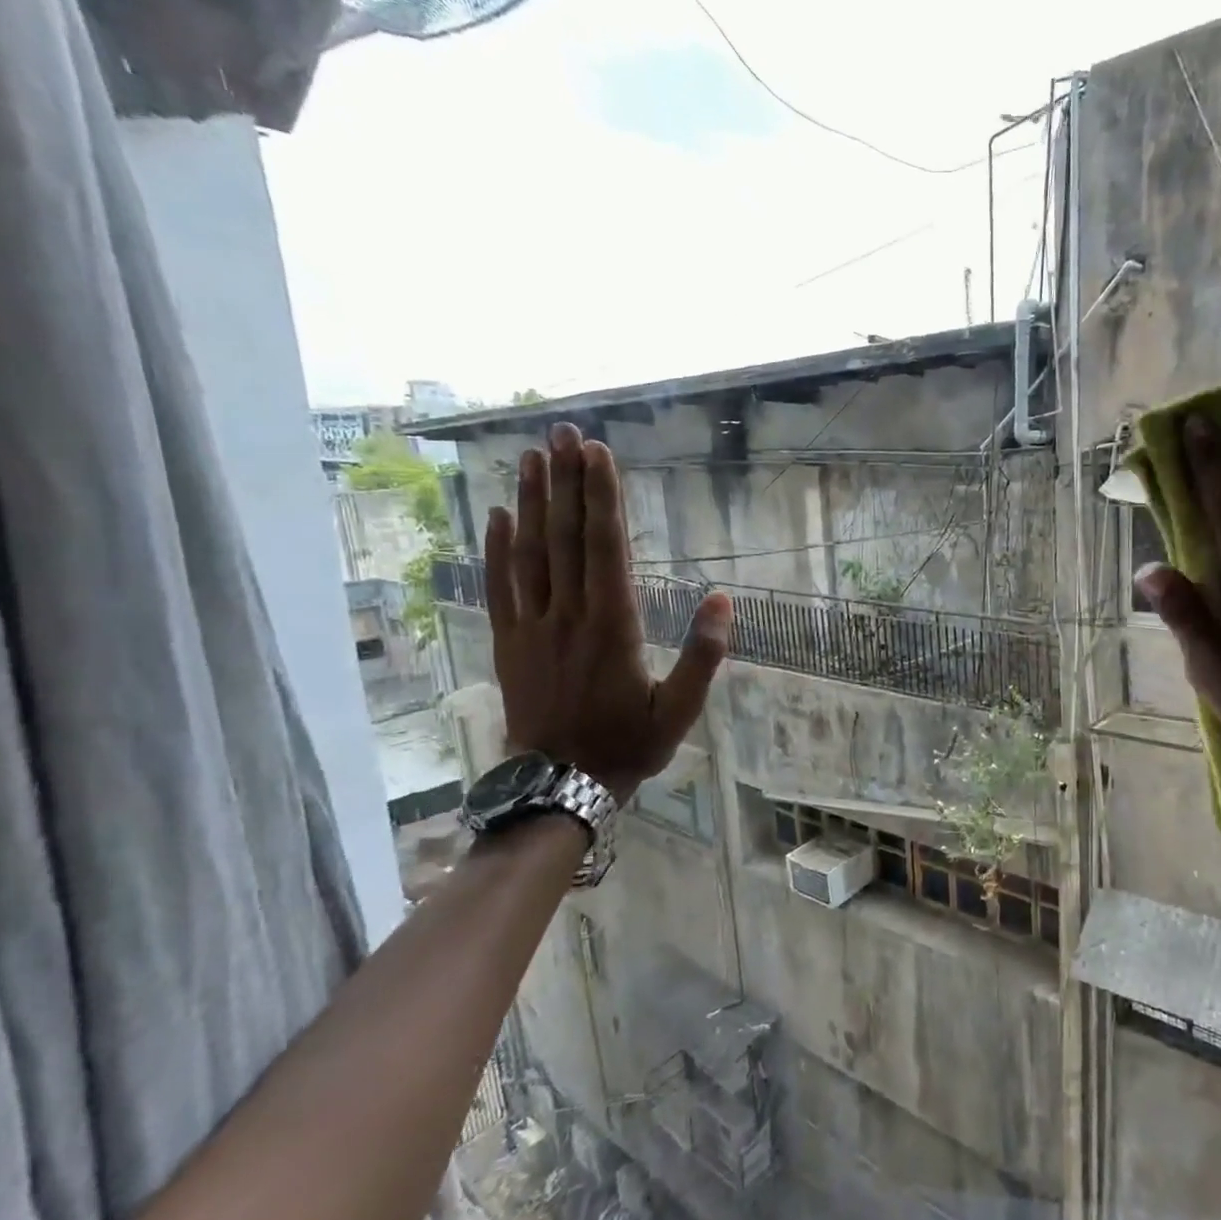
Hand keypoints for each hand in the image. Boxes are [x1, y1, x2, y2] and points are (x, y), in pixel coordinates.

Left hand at [485, 422, 731, 801]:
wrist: (561, 785)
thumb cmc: (628, 745)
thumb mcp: (680, 709)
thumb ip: (704, 654)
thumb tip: (723, 600)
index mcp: (613, 626)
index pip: (606, 548)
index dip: (602, 499)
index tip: (599, 455)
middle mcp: (569, 615)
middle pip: (565, 537)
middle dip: (566, 482)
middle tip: (564, 434)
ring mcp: (532, 626)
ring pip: (530, 553)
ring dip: (531, 502)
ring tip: (531, 457)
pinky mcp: (509, 642)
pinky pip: (500, 587)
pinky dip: (497, 548)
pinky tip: (498, 516)